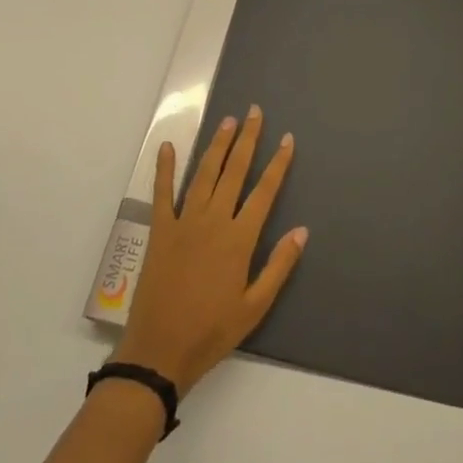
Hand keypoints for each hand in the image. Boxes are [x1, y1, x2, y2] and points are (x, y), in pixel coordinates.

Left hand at [112, 106, 307, 394]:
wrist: (160, 351)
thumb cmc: (212, 331)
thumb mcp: (255, 307)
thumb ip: (278, 266)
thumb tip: (302, 230)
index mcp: (239, 239)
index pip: (264, 191)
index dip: (278, 164)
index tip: (287, 139)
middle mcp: (213, 221)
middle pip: (234, 171)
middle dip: (247, 140)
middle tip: (255, 112)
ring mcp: (184, 222)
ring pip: (204, 174)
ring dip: (217, 146)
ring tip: (228, 121)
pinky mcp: (160, 230)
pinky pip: (162, 193)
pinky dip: (165, 169)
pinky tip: (167, 147)